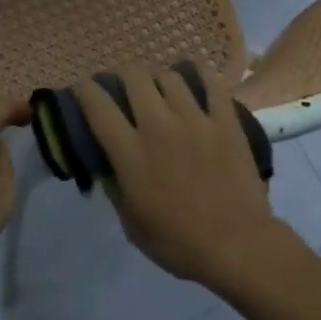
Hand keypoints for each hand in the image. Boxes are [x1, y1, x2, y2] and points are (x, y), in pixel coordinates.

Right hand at [73, 68, 291, 288]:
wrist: (238, 245)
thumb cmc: (178, 243)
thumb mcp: (130, 223)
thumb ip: (115, 186)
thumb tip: (106, 163)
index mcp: (131, 152)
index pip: (97, 103)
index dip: (83, 89)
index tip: (82, 90)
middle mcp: (159, 125)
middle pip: (133, 76)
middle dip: (121, 76)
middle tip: (122, 90)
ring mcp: (195, 118)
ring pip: (169, 75)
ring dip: (158, 80)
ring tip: (160, 91)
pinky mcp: (225, 120)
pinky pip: (210, 82)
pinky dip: (197, 74)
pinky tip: (192, 78)